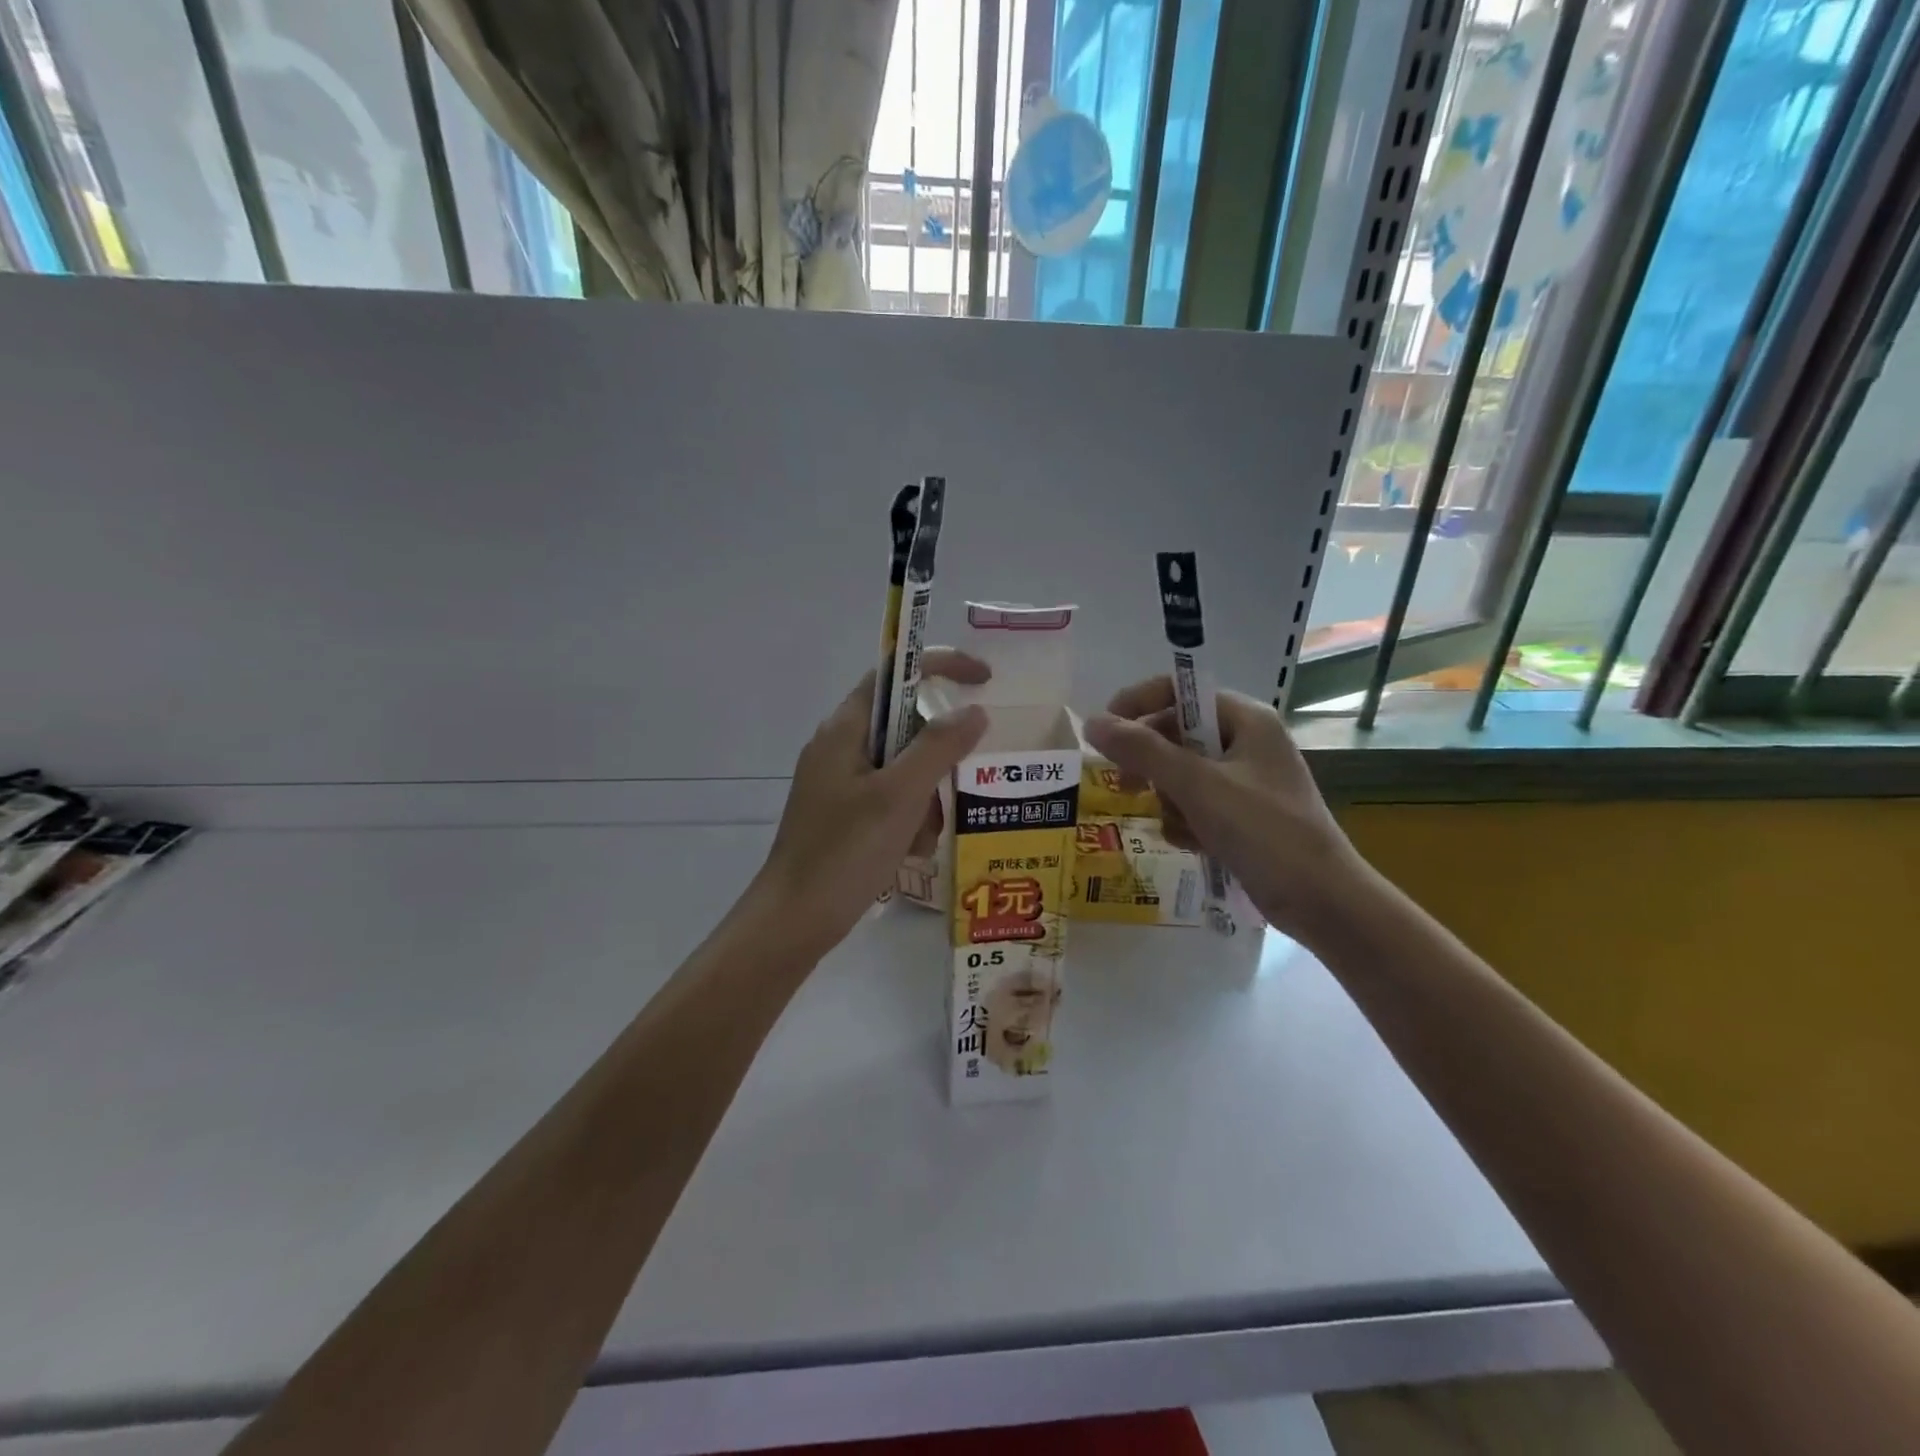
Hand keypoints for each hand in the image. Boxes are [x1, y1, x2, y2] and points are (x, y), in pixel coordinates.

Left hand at [753, 652, 988, 956]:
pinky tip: (910, 853)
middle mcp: (839, 747)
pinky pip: (890, 800)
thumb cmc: (845, 852)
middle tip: (957, 784)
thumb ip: (939, 747)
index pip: (895, 673)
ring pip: (902, 768)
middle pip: (904, 724)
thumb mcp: (900, 795)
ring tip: (924, 837)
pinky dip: (909, 819)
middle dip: (937, 757)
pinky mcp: (843, 815)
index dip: (940, 666)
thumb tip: (974, 711)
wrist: (794, 920)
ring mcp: (839, 783)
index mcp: (844, 729)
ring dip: (925, 797)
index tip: (984, 680)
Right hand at [1082, 679, 1368, 940]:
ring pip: (1180, 774)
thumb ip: (1142, 751)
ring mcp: (1245, 780)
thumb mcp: (1198, 786)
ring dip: (1169, 800)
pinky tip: (1191, 843)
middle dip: (1152, 764)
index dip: (1137, 706)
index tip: (1104, 734)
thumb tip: (1092, 723)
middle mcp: (1245, 741)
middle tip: (1128, 786)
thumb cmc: (1264, 831)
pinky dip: (1186, 821)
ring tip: (1180, 825)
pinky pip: (1195, 803)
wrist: (1322, 901)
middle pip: (1176, 735)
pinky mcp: (1242, 814)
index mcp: (1245, 719)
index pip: (1178, 693)